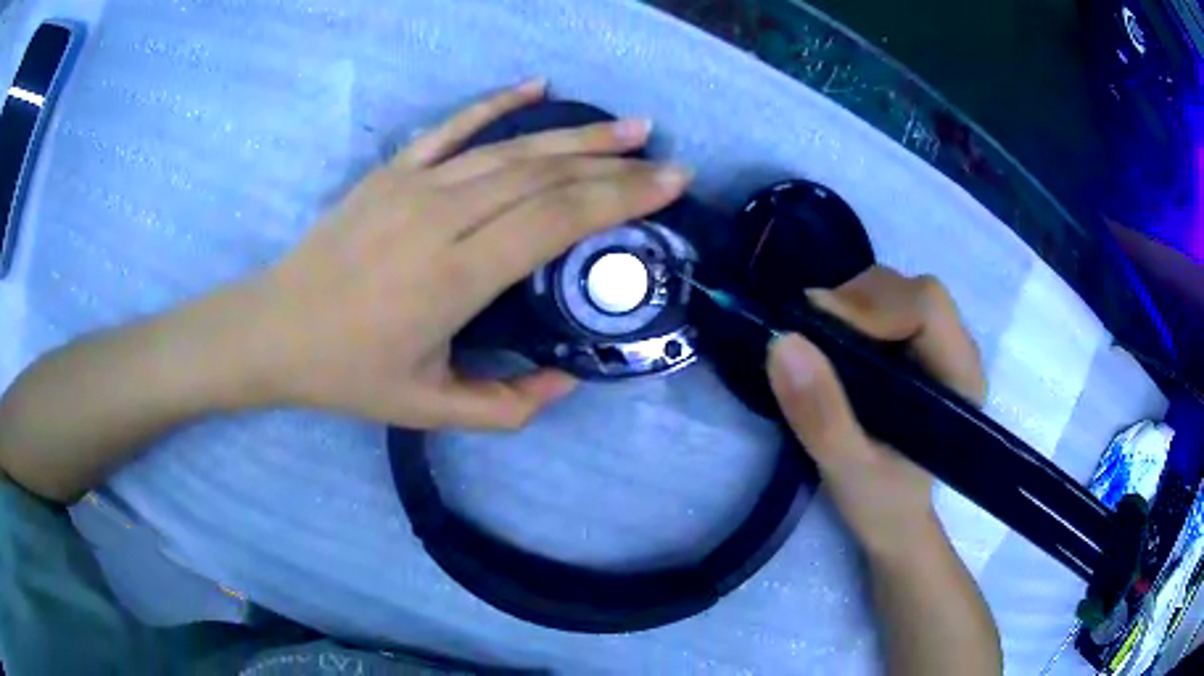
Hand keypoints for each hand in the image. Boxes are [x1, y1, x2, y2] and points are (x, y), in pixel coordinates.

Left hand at [236, 81, 690, 428]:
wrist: (273, 330)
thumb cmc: (349, 374)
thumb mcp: (429, 409)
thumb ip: (507, 405)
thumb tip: (568, 380)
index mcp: (455, 277)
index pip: (556, 221)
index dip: (620, 199)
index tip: (668, 186)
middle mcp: (442, 218)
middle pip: (545, 178)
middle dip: (615, 167)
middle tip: (667, 160)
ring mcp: (415, 185)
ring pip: (511, 149)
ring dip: (577, 135)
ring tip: (629, 127)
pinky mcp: (393, 170)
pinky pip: (453, 126)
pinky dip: (497, 103)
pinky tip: (537, 87)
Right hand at [766, 266, 985, 555]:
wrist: (895, 518)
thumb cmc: (882, 504)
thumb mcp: (848, 471)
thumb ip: (821, 415)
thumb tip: (782, 341)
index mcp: (960, 379)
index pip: (926, 307)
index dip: (870, 307)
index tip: (813, 330)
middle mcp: (958, 350)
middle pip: (912, 290)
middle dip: (856, 302)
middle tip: (809, 336)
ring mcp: (939, 343)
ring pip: (896, 290)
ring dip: (850, 304)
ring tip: (818, 343)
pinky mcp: (917, 345)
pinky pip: (884, 303)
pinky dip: (849, 311)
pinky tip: (832, 343)